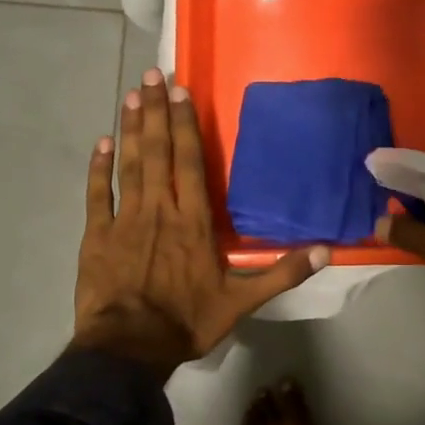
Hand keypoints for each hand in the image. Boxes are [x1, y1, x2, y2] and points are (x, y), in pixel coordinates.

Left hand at [74, 69, 328, 379]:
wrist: (129, 349)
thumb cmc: (187, 321)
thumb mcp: (242, 301)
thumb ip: (282, 273)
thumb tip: (326, 251)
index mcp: (194, 222)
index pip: (190, 163)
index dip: (185, 126)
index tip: (180, 92)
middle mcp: (160, 210)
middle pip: (158, 153)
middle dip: (156, 112)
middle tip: (151, 75)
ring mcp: (125, 220)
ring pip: (129, 165)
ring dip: (130, 129)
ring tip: (131, 95)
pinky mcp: (97, 236)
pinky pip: (98, 195)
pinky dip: (99, 169)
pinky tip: (101, 143)